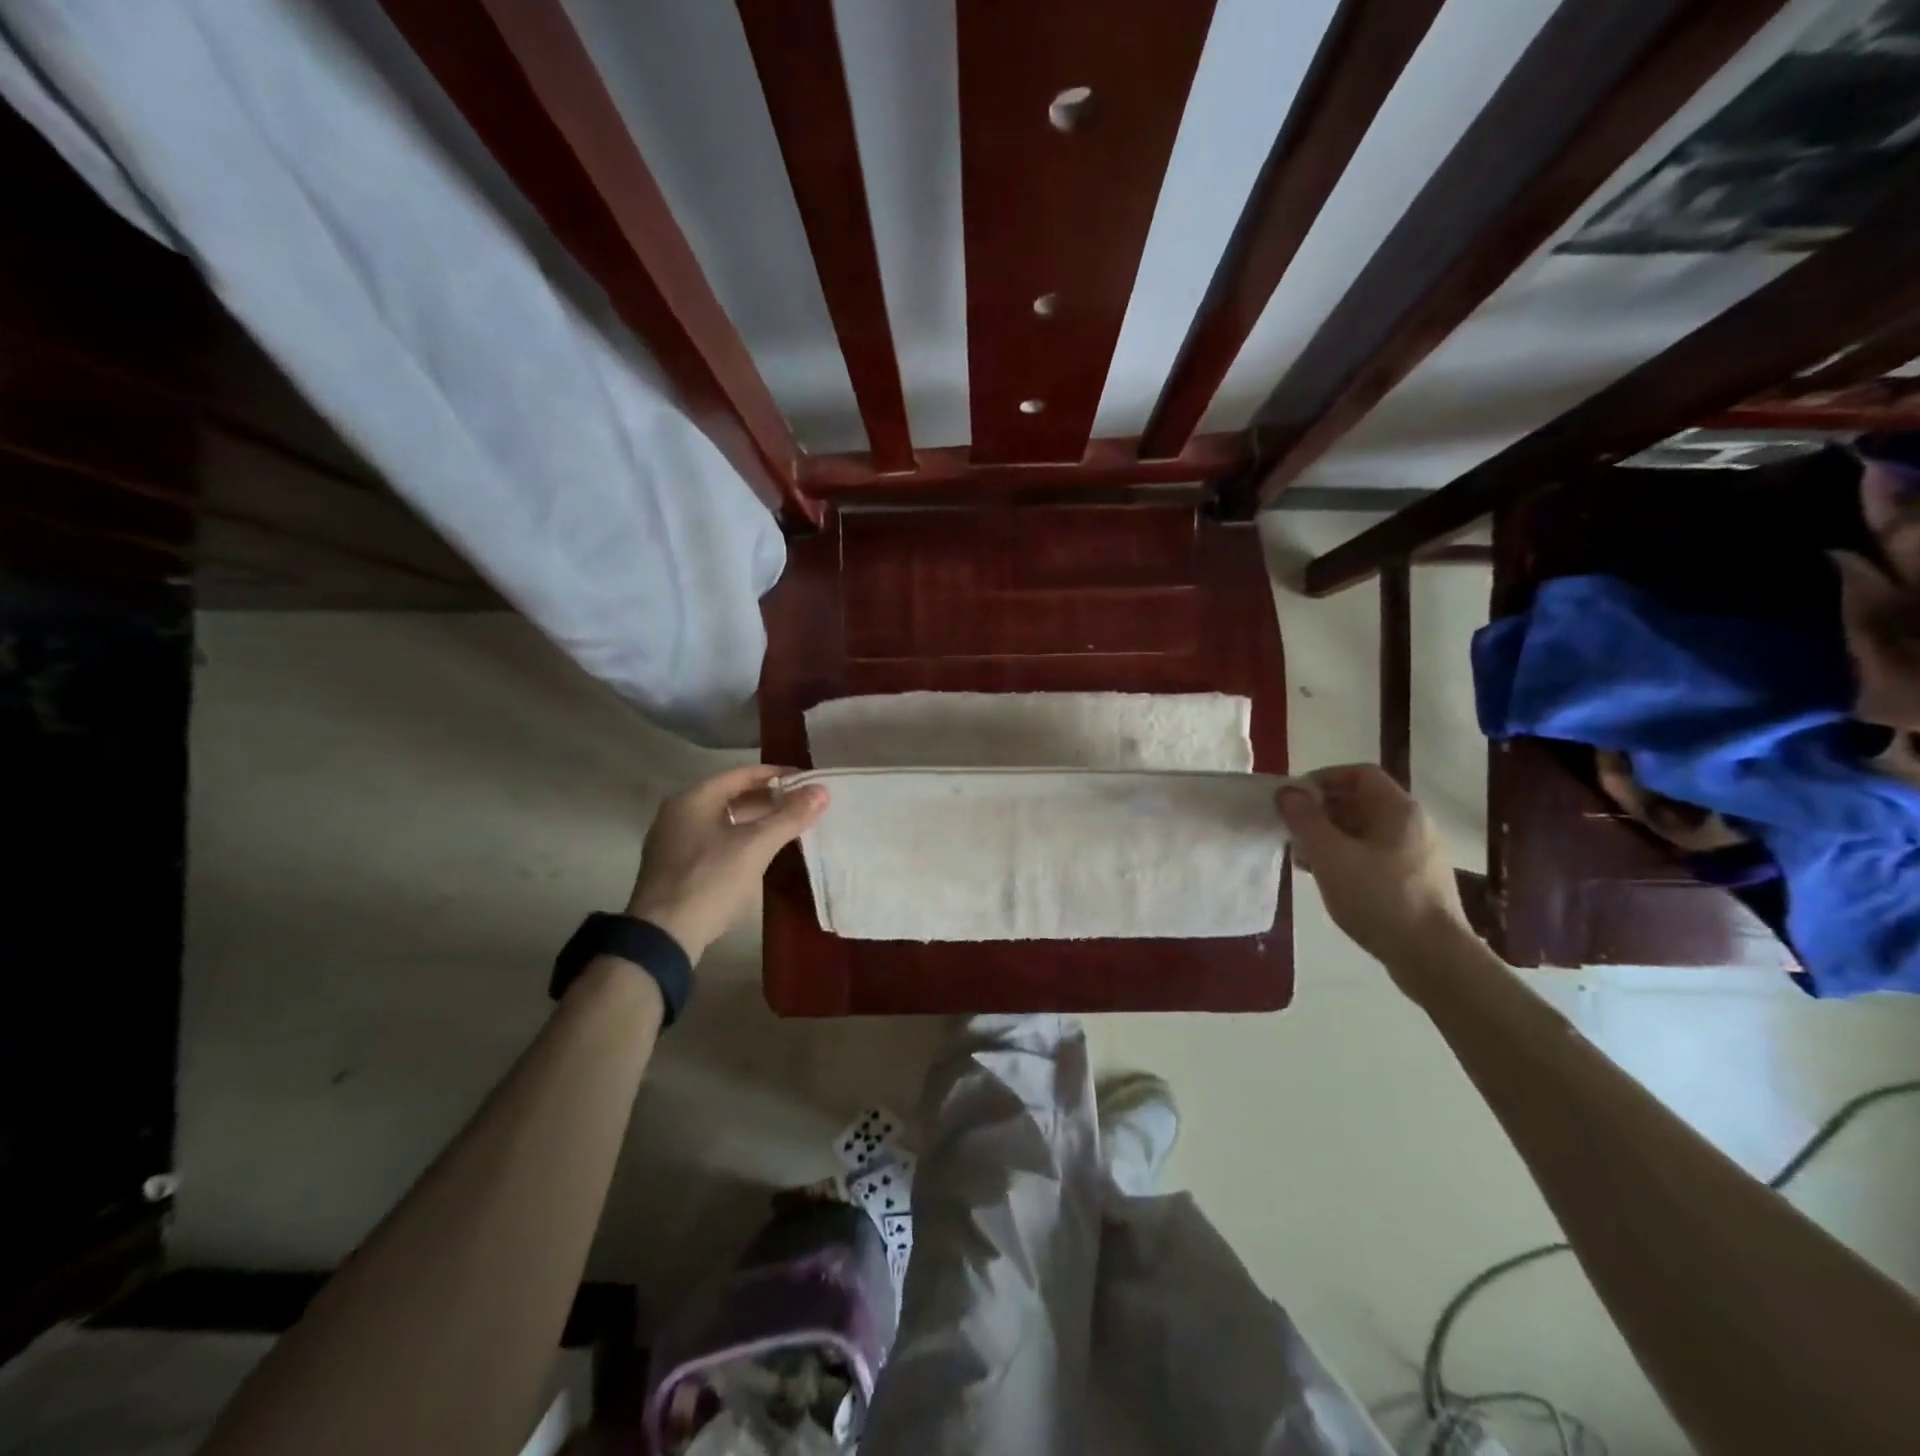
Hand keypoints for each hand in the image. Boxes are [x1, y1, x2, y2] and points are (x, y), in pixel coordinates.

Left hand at [626, 765, 827, 961]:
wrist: (662, 936)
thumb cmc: (709, 881)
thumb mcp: (755, 846)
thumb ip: (789, 816)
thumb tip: (822, 791)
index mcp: (694, 799)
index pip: (742, 774)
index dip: (777, 774)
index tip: (807, 781)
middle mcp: (679, 813)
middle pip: (731, 796)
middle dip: (769, 799)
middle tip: (803, 804)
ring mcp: (674, 841)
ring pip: (724, 820)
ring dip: (756, 820)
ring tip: (789, 826)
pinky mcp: (676, 867)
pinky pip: (715, 840)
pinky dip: (741, 839)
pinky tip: (761, 852)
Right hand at [1275, 764, 1470, 980]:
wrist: (1432, 958)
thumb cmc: (1379, 897)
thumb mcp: (1331, 855)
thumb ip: (1305, 820)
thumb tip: (1287, 792)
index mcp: (1398, 810)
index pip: (1359, 774)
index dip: (1323, 779)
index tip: (1293, 799)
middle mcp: (1412, 825)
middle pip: (1360, 802)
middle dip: (1321, 811)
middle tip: (1291, 829)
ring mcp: (1416, 855)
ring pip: (1364, 831)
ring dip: (1329, 836)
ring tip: (1302, 857)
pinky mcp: (1413, 882)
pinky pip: (1372, 856)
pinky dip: (1345, 858)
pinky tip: (1326, 878)